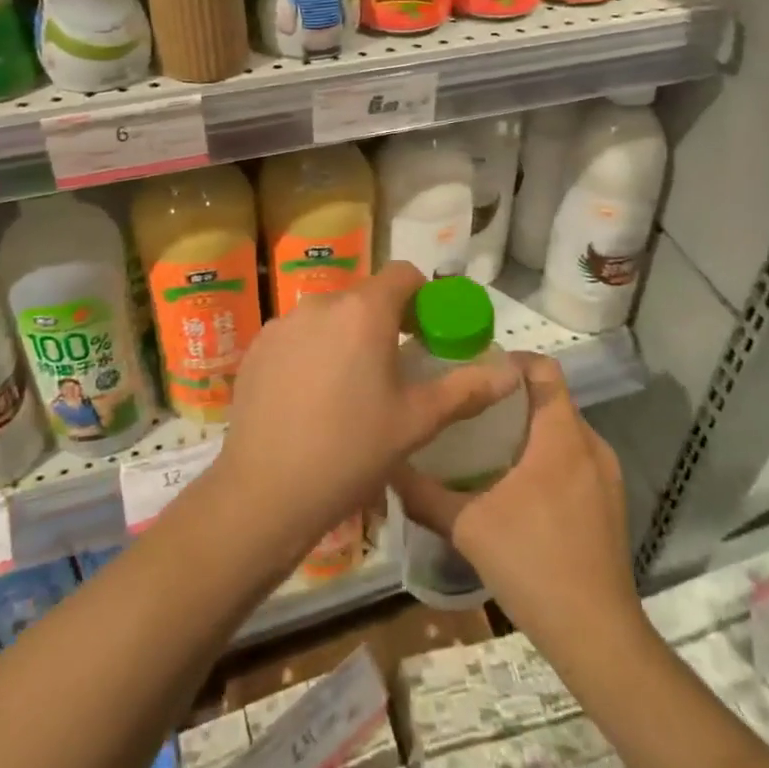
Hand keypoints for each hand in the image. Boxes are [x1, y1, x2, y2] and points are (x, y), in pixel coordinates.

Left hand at [214, 261, 520, 567]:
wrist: (265, 492)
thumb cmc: (351, 452)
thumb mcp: (417, 422)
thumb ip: (466, 389)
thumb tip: (511, 372)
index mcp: (364, 311)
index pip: (403, 274)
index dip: (422, 296)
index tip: (427, 333)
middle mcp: (321, 304)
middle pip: (364, 297)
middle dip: (384, 321)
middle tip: (393, 369)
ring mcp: (282, 324)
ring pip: (328, 317)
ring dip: (346, 336)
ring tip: (349, 388)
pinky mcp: (257, 347)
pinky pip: (296, 336)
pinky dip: (311, 352)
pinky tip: (310, 398)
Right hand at [392, 354, 641, 643]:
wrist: (598, 636)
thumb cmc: (533, 564)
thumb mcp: (467, 526)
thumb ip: (424, 493)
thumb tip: (388, 465)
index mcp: (561, 435)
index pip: (545, 369)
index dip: (511, 360)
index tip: (474, 369)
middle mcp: (591, 445)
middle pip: (551, 399)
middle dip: (511, 397)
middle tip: (468, 407)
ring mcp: (606, 477)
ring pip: (564, 431)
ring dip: (528, 429)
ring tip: (485, 444)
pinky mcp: (610, 504)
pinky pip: (575, 459)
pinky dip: (546, 457)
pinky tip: (515, 487)